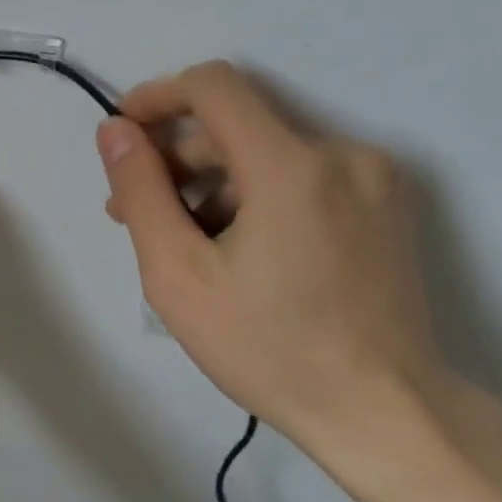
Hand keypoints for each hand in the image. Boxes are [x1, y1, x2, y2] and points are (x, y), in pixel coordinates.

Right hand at [96, 61, 450, 483]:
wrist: (387, 415)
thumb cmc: (269, 349)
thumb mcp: (178, 274)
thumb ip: (140, 191)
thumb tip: (114, 130)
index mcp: (291, 166)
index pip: (214, 86)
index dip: (158, 96)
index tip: (124, 132)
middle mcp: (342, 153)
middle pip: (237, 126)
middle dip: (178, 160)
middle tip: (136, 215)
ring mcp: (373, 179)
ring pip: (268, 154)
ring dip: (214, 184)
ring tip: (184, 244)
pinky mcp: (386, 205)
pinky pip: (302, 177)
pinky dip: (257, 197)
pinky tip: (237, 251)